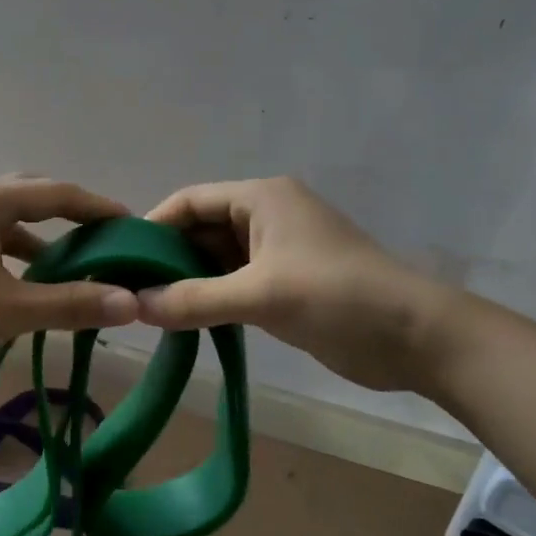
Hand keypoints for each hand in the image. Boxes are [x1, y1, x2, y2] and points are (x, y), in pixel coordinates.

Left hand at [0, 175, 139, 389]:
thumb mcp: (9, 311)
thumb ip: (72, 303)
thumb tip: (132, 303)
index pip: (57, 194)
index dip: (98, 208)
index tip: (133, 225)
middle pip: (33, 198)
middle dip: (72, 219)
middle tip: (107, 243)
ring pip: (9, 221)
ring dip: (43, 241)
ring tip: (77, 268)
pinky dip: (16, 256)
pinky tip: (32, 283)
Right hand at [137, 177, 454, 392]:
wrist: (416, 338)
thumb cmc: (338, 297)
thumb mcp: (260, 296)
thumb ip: (193, 300)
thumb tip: (133, 307)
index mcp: (261, 197)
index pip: (189, 201)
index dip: (152, 226)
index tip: (119, 260)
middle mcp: (266, 216)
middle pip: (200, 229)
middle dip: (166, 259)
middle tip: (129, 292)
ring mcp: (277, 251)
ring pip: (216, 260)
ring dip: (187, 282)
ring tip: (148, 310)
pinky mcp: (285, 283)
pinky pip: (234, 283)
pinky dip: (210, 298)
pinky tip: (184, 322)